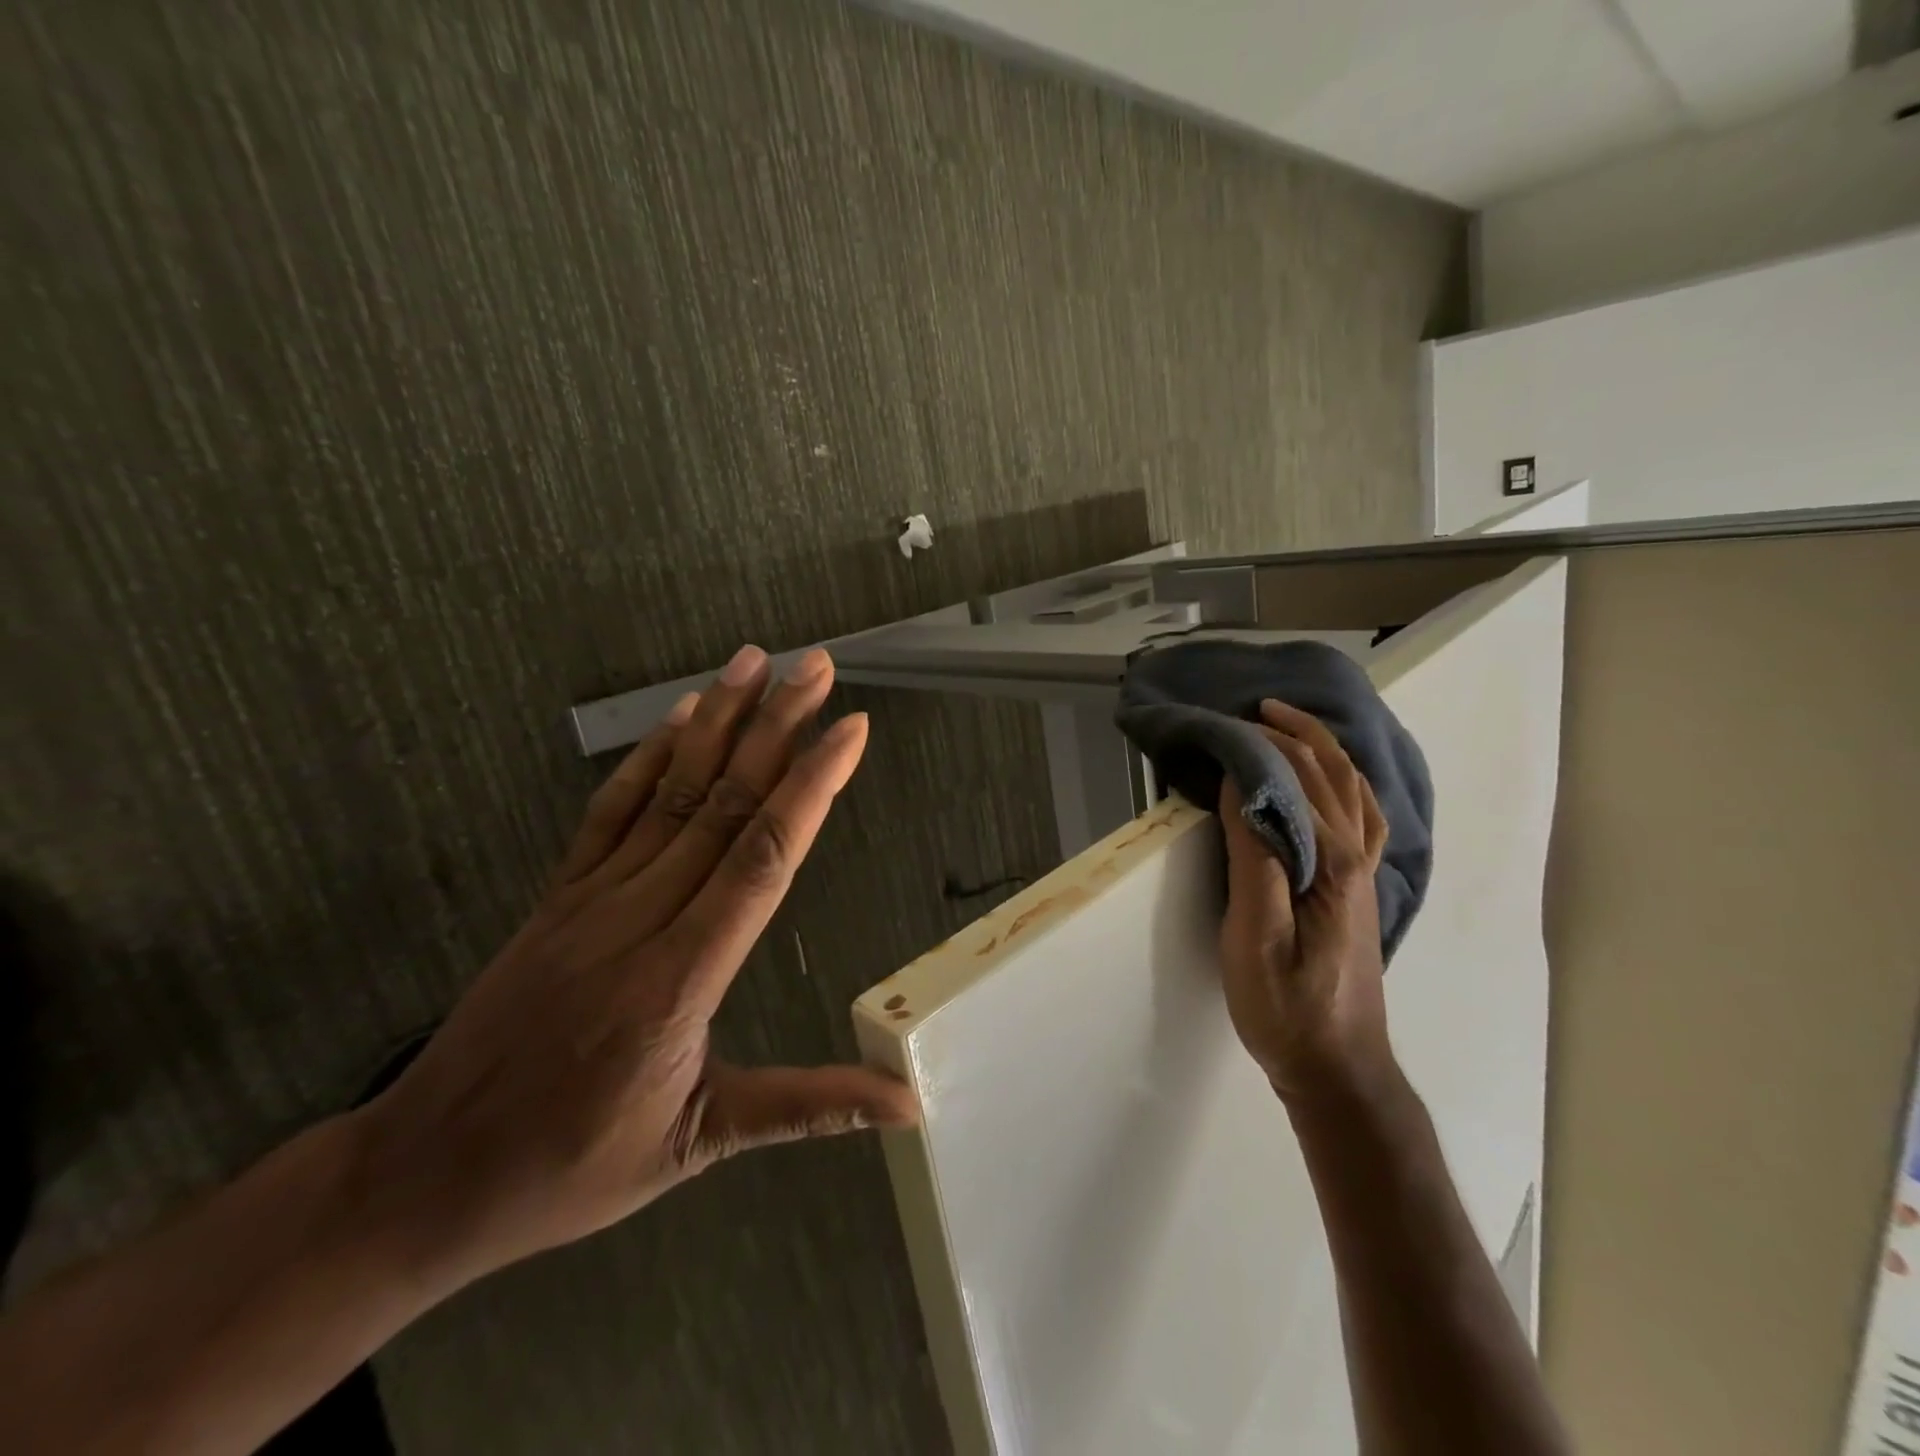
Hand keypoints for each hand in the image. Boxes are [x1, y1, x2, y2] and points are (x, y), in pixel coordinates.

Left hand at [348, 645, 916, 1287]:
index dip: (809, 787)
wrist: (423, 1176)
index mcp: (680, 978)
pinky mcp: (559, 894)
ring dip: (718, 720)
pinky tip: (681, 714)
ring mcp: (591, 898)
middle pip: (723, 805)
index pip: (760, 859)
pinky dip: (650, 756)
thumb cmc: (571, 1167)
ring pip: (670, 792)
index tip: (849, 730)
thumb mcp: (698, 1143)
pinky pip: (610, 811)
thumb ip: (806, 1107)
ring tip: (756, 662)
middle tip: (817, 667)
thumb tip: (907, 1105)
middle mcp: (638, 917)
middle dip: (777, 727)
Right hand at [1218, 700, 1393, 1104]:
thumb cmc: (1287, 1007)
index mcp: (1331, 863)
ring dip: (1326, 751)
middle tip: (1255, 710)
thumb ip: (1253, 859)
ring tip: (1292, 727)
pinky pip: (1363, 818)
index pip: (1295, 782)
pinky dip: (1347, 785)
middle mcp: (1358, 857)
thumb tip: (1242, 790)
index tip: (1224, 725)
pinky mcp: (1359, 890)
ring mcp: (1365, 874)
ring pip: (1355, 792)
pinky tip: (1333, 785)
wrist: (1339, 1069)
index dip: (1260, 747)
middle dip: (1296, 734)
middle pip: (1333, 776)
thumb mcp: (1255, 936)